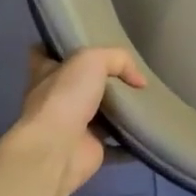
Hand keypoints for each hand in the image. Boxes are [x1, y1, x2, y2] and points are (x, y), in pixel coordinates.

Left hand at [17, 46, 145, 195]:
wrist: (58, 149)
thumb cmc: (65, 97)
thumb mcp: (91, 60)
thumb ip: (118, 60)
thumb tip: (140, 81)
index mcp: (46, 74)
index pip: (45, 54)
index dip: (61, 48)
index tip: (84, 45)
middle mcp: (56, 100)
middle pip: (78, 85)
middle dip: (100, 80)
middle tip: (129, 74)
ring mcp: (72, 128)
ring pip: (99, 115)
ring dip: (119, 111)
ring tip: (147, 100)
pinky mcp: (90, 150)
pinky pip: (116, 145)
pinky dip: (131, 142)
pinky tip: (149, 131)